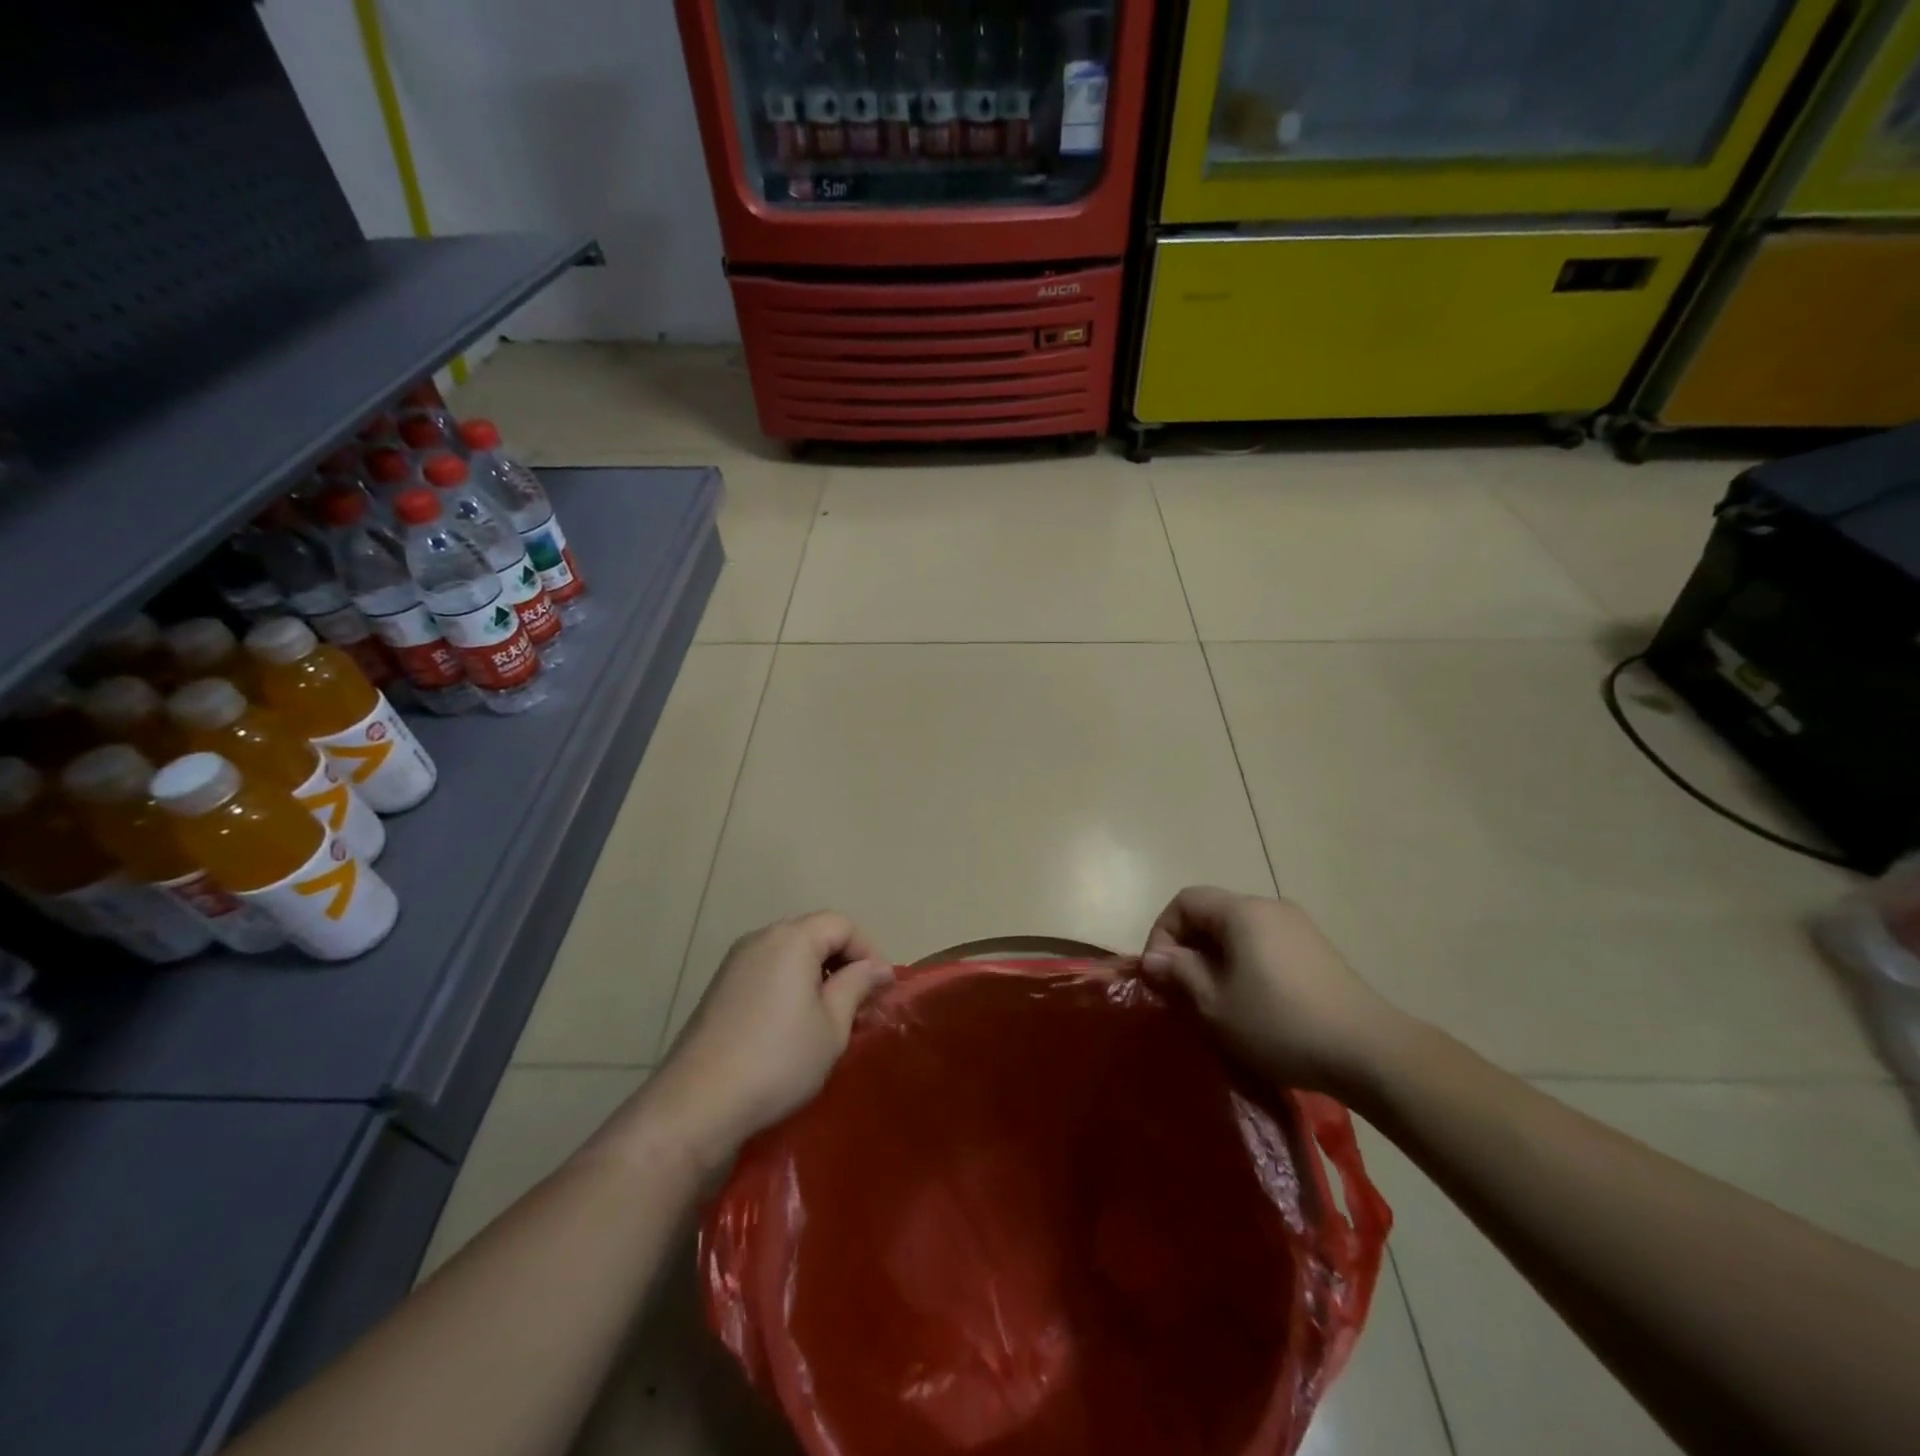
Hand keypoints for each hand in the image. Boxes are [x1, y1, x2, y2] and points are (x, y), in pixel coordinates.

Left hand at [642, 912, 894, 1172]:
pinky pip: (768, 970)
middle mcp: (761, 938)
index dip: (868, 950)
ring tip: (829, 1016)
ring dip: (817, 974)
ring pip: (790, 952)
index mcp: (792, 939)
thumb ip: (858, 985)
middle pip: (814, 932)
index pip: (841, 924)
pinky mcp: (720, 987)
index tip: (880, 990)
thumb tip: (879, 967)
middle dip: (843, 961)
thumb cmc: (778, 1061)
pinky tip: (794, 1025)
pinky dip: (790, 985)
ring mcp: (736, 962)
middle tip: (859, 1002)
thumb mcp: (832, 1026)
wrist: (697, 1104)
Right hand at [1140, 887, 1401, 1095]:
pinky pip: (1265, 946)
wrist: (1370, 1052)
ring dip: (1216, 959)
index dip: (1162, 932)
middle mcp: (1270, 907)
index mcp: (1242, 911)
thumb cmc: (1279, 1023)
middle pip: (1212, 913)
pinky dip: (1246, 965)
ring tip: (1216, 1001)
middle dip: (1188, 948)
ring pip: (1239, 932)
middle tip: (1183, 991)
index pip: (1185, 901)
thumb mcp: (1215, 1004)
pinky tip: (1253, 1003)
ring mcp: (1299, 927)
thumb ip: (1179, 973)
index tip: (1161, 974)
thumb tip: (1155, 958)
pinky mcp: (1317, 951)